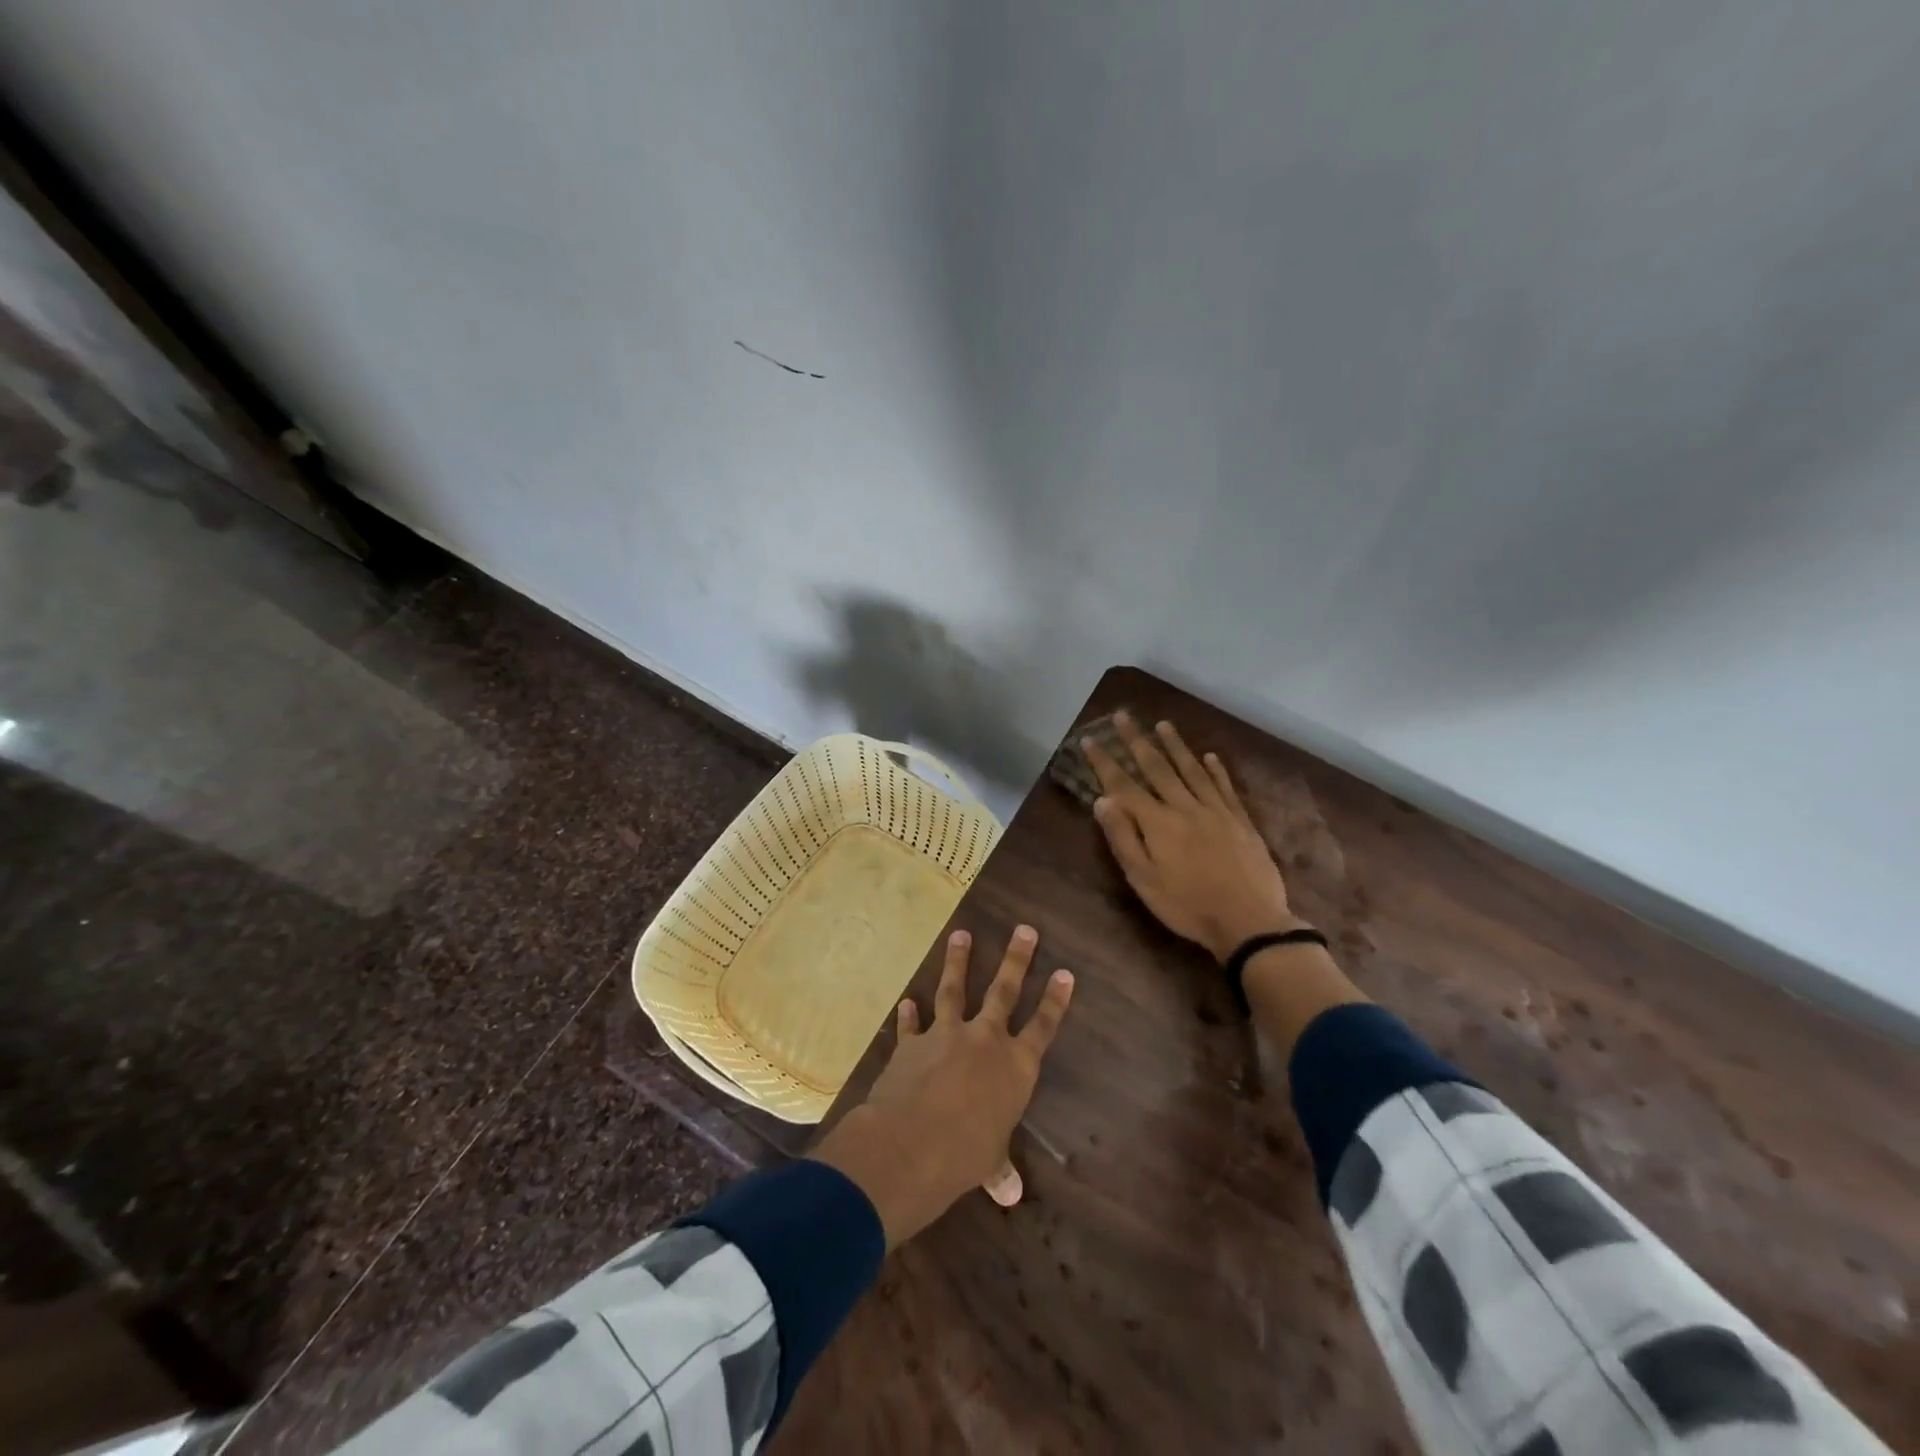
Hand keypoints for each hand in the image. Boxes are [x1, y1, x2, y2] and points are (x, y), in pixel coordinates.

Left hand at [809, 925, 1073, 1247]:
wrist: (913, 1141)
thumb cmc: (966, 1155)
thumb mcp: (989, 1161)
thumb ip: (998, 1168)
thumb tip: (1010, 1193)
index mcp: (1015, 1067)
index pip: (1042, 1027)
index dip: (1055, 1000)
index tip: (1064, 972)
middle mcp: (985, 1040)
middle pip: (1004, 991)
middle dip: (1016, 959)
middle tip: (1024, 929)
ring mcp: (947, 1034)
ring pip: (955, 989)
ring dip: (958, 961)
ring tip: (961, 935)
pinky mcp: (913, 1042)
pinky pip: (912, 1023)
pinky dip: (909, 1013)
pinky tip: (906, 1000)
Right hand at [1084, 712, 1300, 961]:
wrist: (1249, 922)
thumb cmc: (1187, 905)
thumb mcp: (1144, 879)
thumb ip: (1123, 838)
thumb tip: (1103, 800)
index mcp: (1158, 823)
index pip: (1124, 785)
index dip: (1105, 762)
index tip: (1089, 740)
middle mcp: (1185, 807)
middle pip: (1157, 767)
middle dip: (1137, 741)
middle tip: (1123, 716)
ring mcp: (1216, 811)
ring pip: (1192, 770)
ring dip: (1175, 746)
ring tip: (1162, 724)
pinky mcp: (1240, 821)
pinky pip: (1224, 787)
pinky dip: (1216, 770)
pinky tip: (1210, 756)